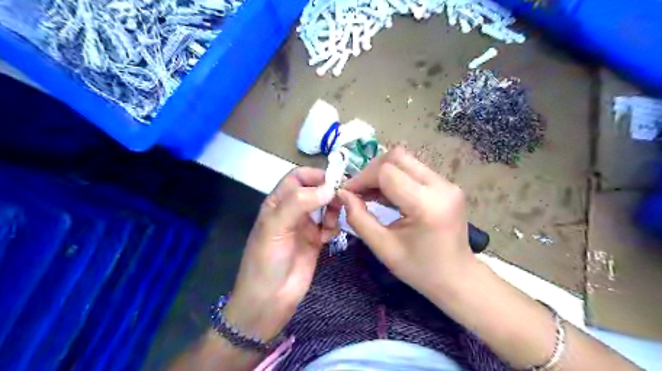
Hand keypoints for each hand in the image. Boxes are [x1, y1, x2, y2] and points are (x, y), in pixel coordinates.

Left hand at [225, 168, 338, 341]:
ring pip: (326, 206)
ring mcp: (305, 226)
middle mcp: (293, 210)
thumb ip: (299, 203)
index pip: (298, 177)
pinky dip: (334, 226)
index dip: (315, 175)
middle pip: (315, 190)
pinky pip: (330, 225)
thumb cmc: (267, 261)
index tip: (335, 181)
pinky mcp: (316, 241)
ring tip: (332, 224)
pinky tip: (329, 237)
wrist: (269, 301)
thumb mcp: (276, 227)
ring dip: (333, 209)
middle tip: (343, 199)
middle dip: (329, 192)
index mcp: (278, 203)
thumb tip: (330, 187)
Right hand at [338, 147, 479, 300]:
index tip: (347, 193)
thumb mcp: (383, 248)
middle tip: (358, 191)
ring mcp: (447, 184)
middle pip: (397, 157)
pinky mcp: (447, 185)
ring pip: (406, 160)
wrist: (457, 278)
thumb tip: (342, 194)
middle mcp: (441, 187)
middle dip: (371, 171)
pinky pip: (414, 170)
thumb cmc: (419, 269)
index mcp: (426, 205)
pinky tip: (386, 195)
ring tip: (370, 194)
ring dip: (383, 173)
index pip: (387, 172)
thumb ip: (359, 218)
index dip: (362, 178)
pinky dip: (395, 178)